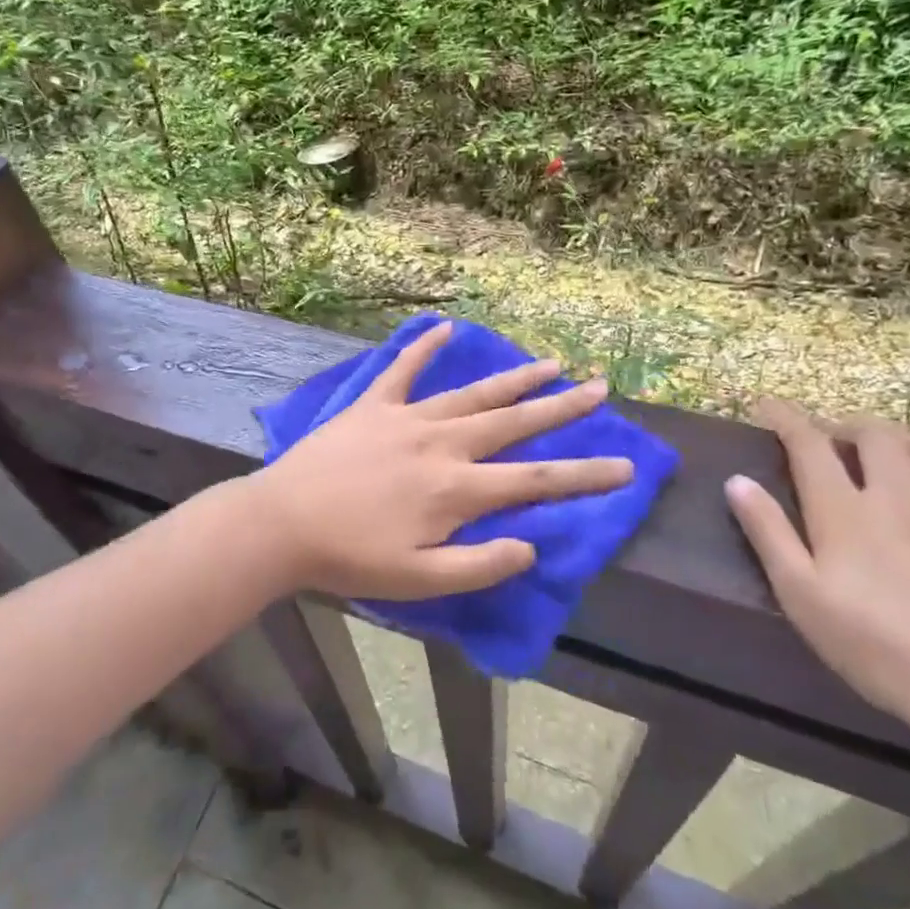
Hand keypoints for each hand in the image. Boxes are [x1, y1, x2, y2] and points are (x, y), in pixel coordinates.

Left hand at [250, 320, 634, 600]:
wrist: (283, 523)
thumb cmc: (351, 558)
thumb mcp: (419, 581)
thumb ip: (480, 565)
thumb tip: (531, 546)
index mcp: (457, 489)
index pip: (535, 480)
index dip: (584, 474)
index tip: (626, 466)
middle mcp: (442, 444)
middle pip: (513, 422)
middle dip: (561, 407)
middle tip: (599, 388)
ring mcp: (407, 418)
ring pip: (473, 393)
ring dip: (514, 379)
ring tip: (550, 363)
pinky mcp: (373, 405)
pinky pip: (403, 369)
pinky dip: (424, 348)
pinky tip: (446, 327)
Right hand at [723, 401, 909, 750]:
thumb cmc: (878, 647)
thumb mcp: (801, 595)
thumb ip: (768, 533)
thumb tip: (737, 481)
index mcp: (845, 509)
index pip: (809, 444)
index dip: (786, 417)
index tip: (768, 404)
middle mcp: (900, 495)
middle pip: (875, 435)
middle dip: (848, 426)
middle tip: (834, 439)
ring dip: (906, 439)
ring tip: (892, 449)